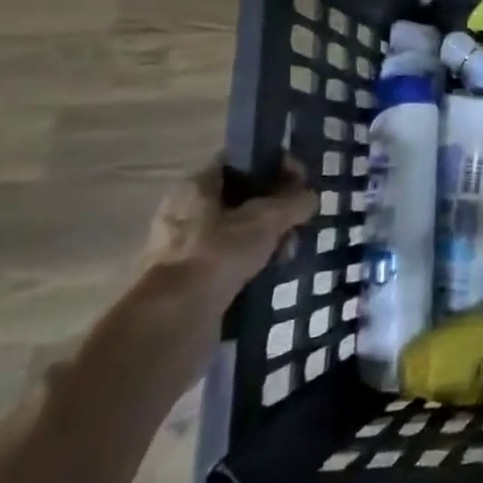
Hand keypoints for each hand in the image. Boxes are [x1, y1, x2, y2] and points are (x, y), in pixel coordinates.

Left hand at [127, 156, 317, 380]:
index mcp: (196, 185)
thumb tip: (310, 196)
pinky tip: (273, 272)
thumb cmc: (217, 255)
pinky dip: (252, 264)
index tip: (301, 179)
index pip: (240, 160)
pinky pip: (230, 261)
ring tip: (289, 250)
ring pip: (237, 231)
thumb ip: (293, 202)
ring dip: (266, 238)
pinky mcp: (189, 280)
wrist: (172, 322)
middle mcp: (185, 211)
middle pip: (241, 196)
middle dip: (274, 206)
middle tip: (299, 219)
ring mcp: (184, 248)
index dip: (273, 164)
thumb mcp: (266, 220)